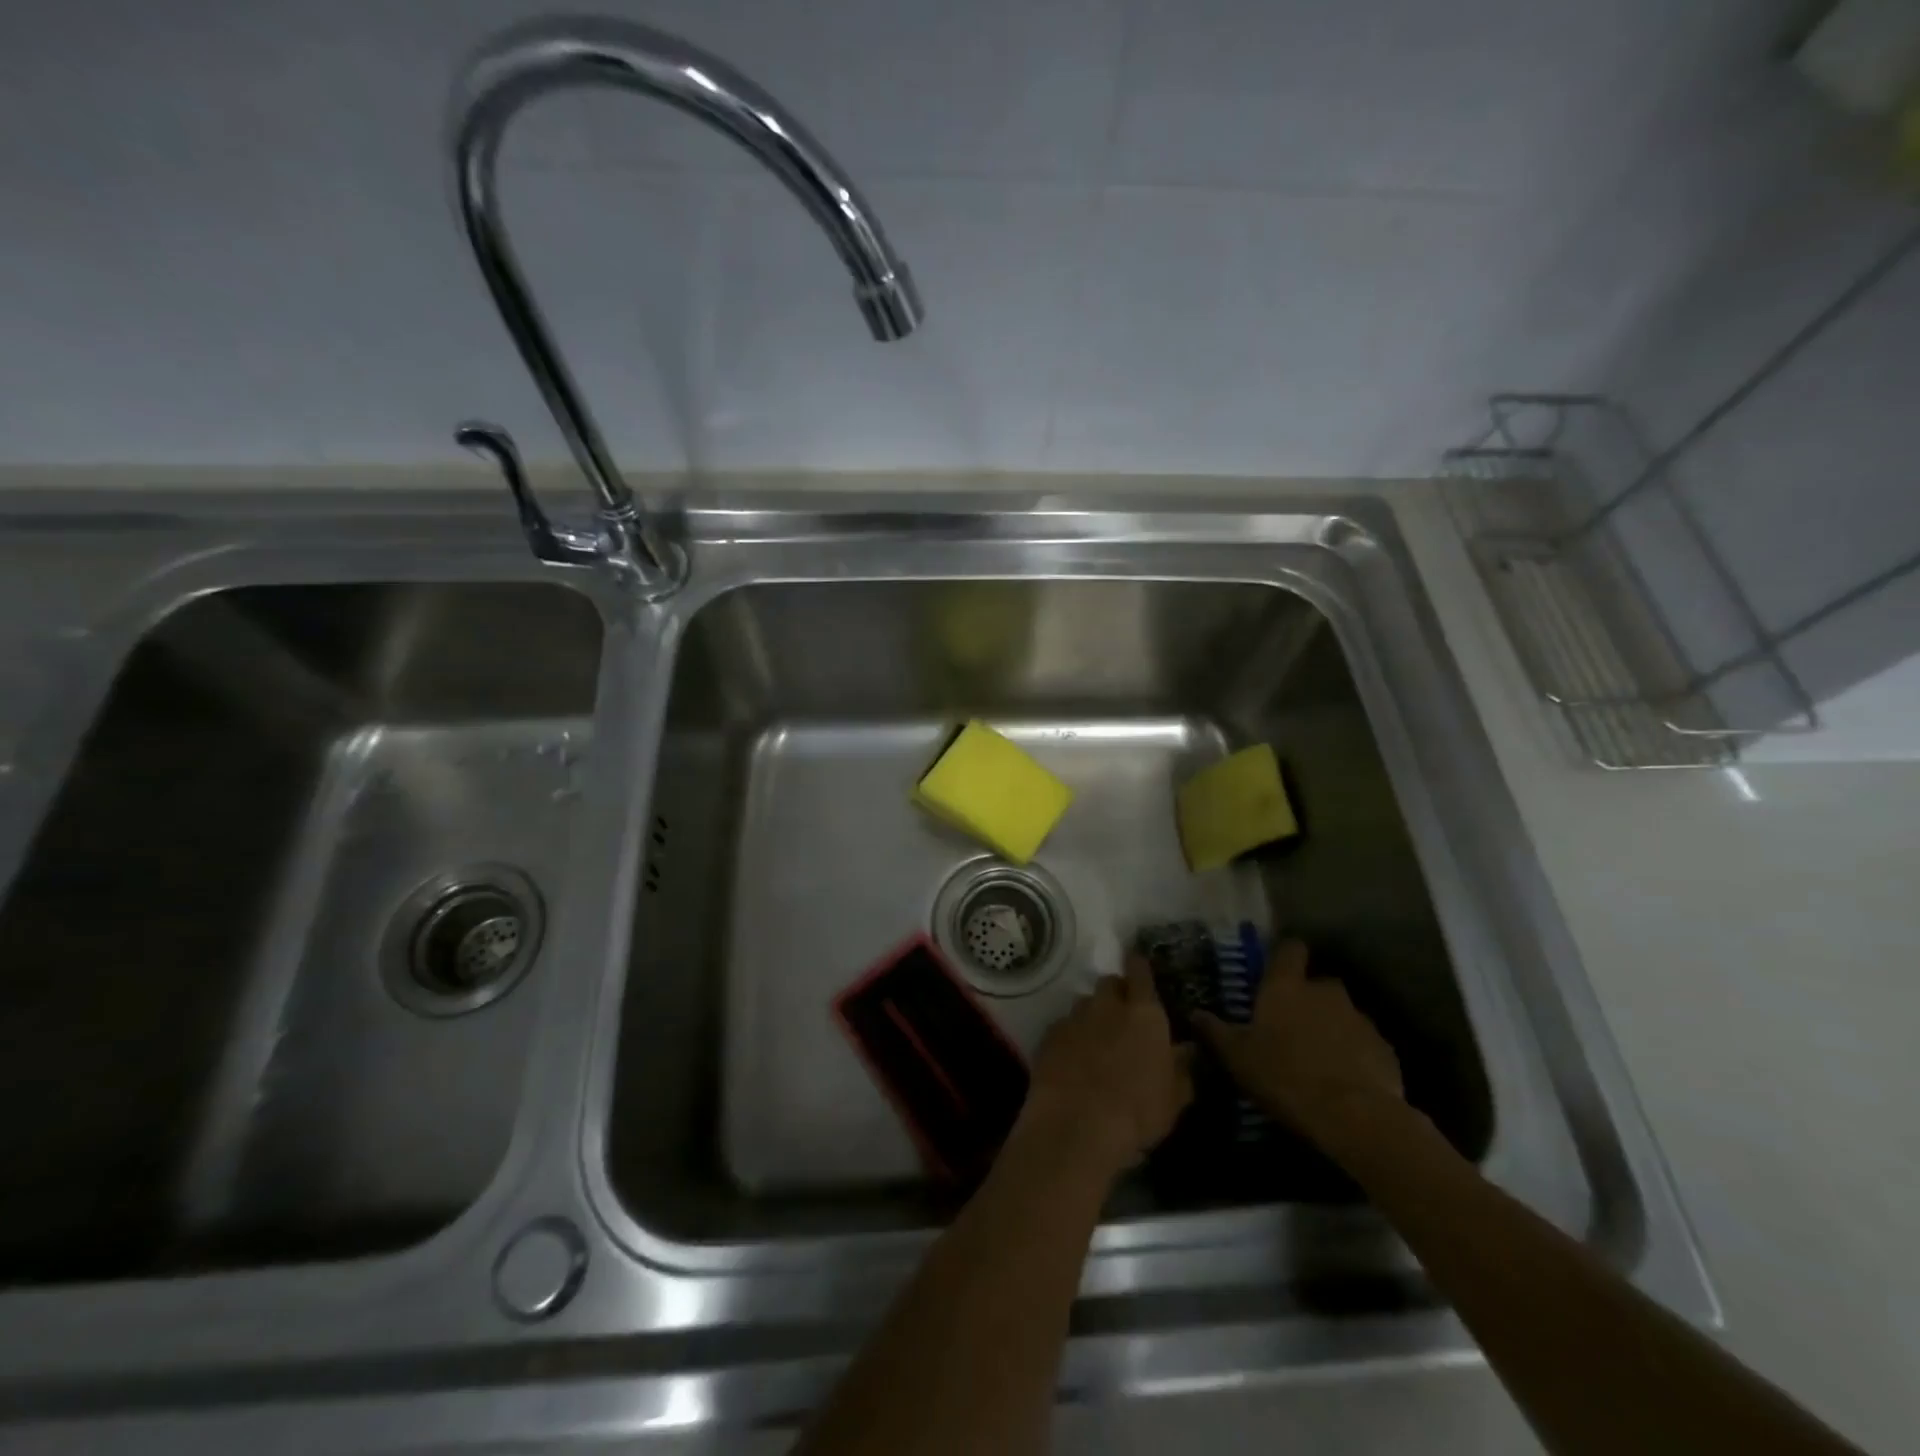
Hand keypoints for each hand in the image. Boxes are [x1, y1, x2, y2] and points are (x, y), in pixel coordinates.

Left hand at [1017, 956, 1193, 1182]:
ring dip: (1092, 1016)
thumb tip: (1187, 1050)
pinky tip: (1072, 1061)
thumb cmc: (1137, 1112)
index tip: (1139, 969)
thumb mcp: (1175, 1098)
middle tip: (1123, 1018)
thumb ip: (1183, 1068)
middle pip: (1109, 984)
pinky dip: (1070, 1037)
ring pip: (1084, 1004)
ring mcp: (1074, 1018)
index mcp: (1144, 1014)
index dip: (1139, 967)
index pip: (1140, 971)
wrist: (1076, 1125)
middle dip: (1116, 994)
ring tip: (1096, 1043)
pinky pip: (1063, 1027)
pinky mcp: (1048, 1036)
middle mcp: (1107, 1005)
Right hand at [1192, 938, 1403, 1145]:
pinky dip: (1353, 1054)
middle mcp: (1324, 991)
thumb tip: (1195, 1013)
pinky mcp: (1385, 1048)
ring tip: (1318, 1058)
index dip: (1284, 955)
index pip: (1288, 949)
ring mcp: (1359, 1018)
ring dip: (1331, 1028)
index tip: (1276, 969)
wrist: (1355, 1117)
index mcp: (1286, 987)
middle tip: (1291, 1026)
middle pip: (1316, 983)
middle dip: (1307, 999)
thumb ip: (1215, 1032)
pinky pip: (1363, 1043)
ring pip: (1341, 1013)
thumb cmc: (1285, 1076)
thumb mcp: (1237, 1058)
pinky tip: (1344, 1080)